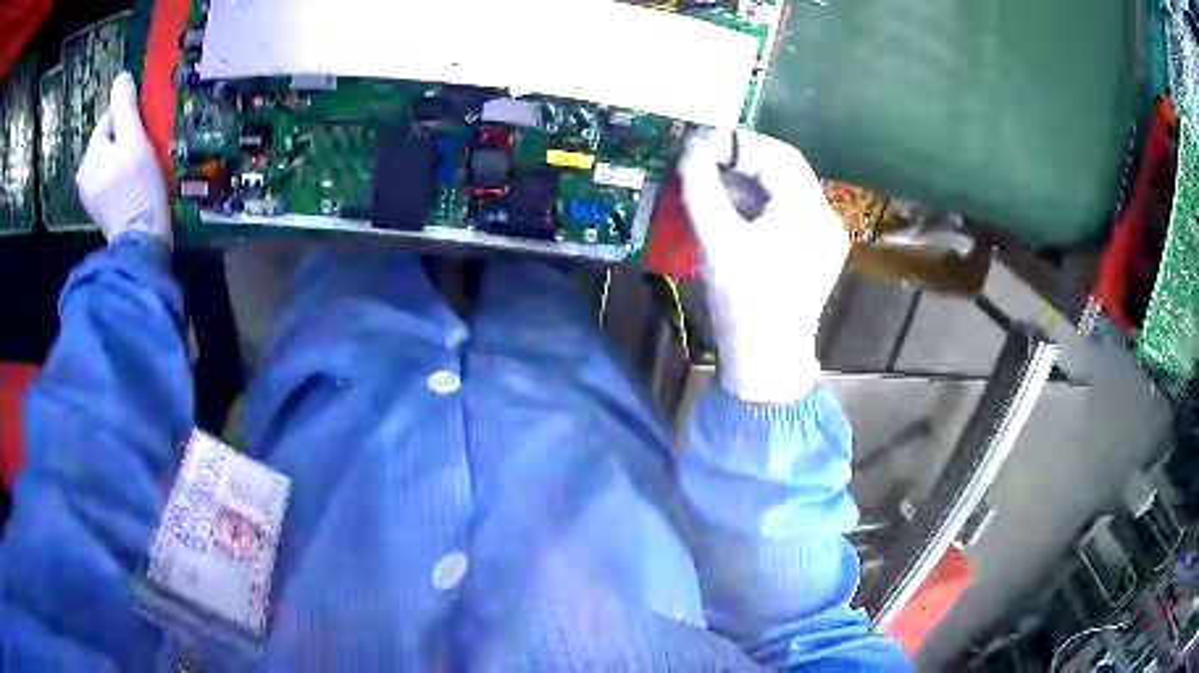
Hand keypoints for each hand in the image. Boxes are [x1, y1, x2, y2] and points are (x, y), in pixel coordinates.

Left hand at [76, 72, 170, 245]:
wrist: (141, 242)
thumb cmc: (137, 187)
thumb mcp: (134, 139)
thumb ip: (125, 106)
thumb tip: (120, 77)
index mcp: (90, 154)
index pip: (109, 118)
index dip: (129, 117)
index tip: (146, 129)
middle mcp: (84, 174)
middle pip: (109, 139)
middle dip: (126, 138)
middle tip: (145, 149)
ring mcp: (90, 195)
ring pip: (110, 159)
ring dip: (125, 157)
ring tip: (142, 168)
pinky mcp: (99, 210)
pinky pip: (110, 179)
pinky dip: (122, 177)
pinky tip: (134, 186)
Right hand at [678, 129, 847, 403]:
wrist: (766, 363)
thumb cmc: (745, 306)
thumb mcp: (719, 244)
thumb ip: (702, 191)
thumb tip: (689, 153)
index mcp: (810, 215)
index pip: (781, 156)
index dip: (739, 143)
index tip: (700, 144)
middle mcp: (823, 219)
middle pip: (783, 170)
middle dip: (741, 160)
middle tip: (701, 159)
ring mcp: (819, 236)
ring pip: (781, 190)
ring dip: (744, 181)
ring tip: (707, 181)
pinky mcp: (808, 250)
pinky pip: (780, 211)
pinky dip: (752, 203)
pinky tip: (725, 208)